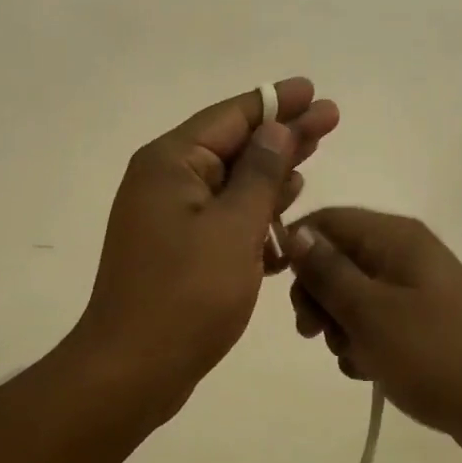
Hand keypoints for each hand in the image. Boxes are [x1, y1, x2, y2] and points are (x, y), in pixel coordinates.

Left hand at [74, 79, 339, 408]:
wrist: (132, 372)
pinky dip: (256, 215)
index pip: (232, 117)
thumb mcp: (234, 228)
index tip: (312, 90)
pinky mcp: (180, 248)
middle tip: (330, 118)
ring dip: (273, 174)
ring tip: (313, 155)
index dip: (276, 102)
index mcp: (172, 164)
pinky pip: (226, 217)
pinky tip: (289, 218)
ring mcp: (172, 216)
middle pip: (236, 145)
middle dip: (284, 134)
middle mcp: (167, 181)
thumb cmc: (185, 295)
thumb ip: (260, 174)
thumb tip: (277, 128)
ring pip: (234, 182)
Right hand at [284, 209, 461, 458]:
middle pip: (337, 259)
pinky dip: (363, 344)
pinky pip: (374, 322)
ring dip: (340, 327)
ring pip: (351, 296)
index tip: (280, 287)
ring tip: (353, 357)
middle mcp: (403, 254)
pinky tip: (369, 371)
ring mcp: (413, 289)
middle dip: (318, 296)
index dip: (298, 247)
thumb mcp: (370, 312)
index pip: (328, 221)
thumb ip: (328, 272)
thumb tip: (295, 233)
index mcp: (395, 237)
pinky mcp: (420, 323)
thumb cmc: (434, 352)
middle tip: (312, 333)